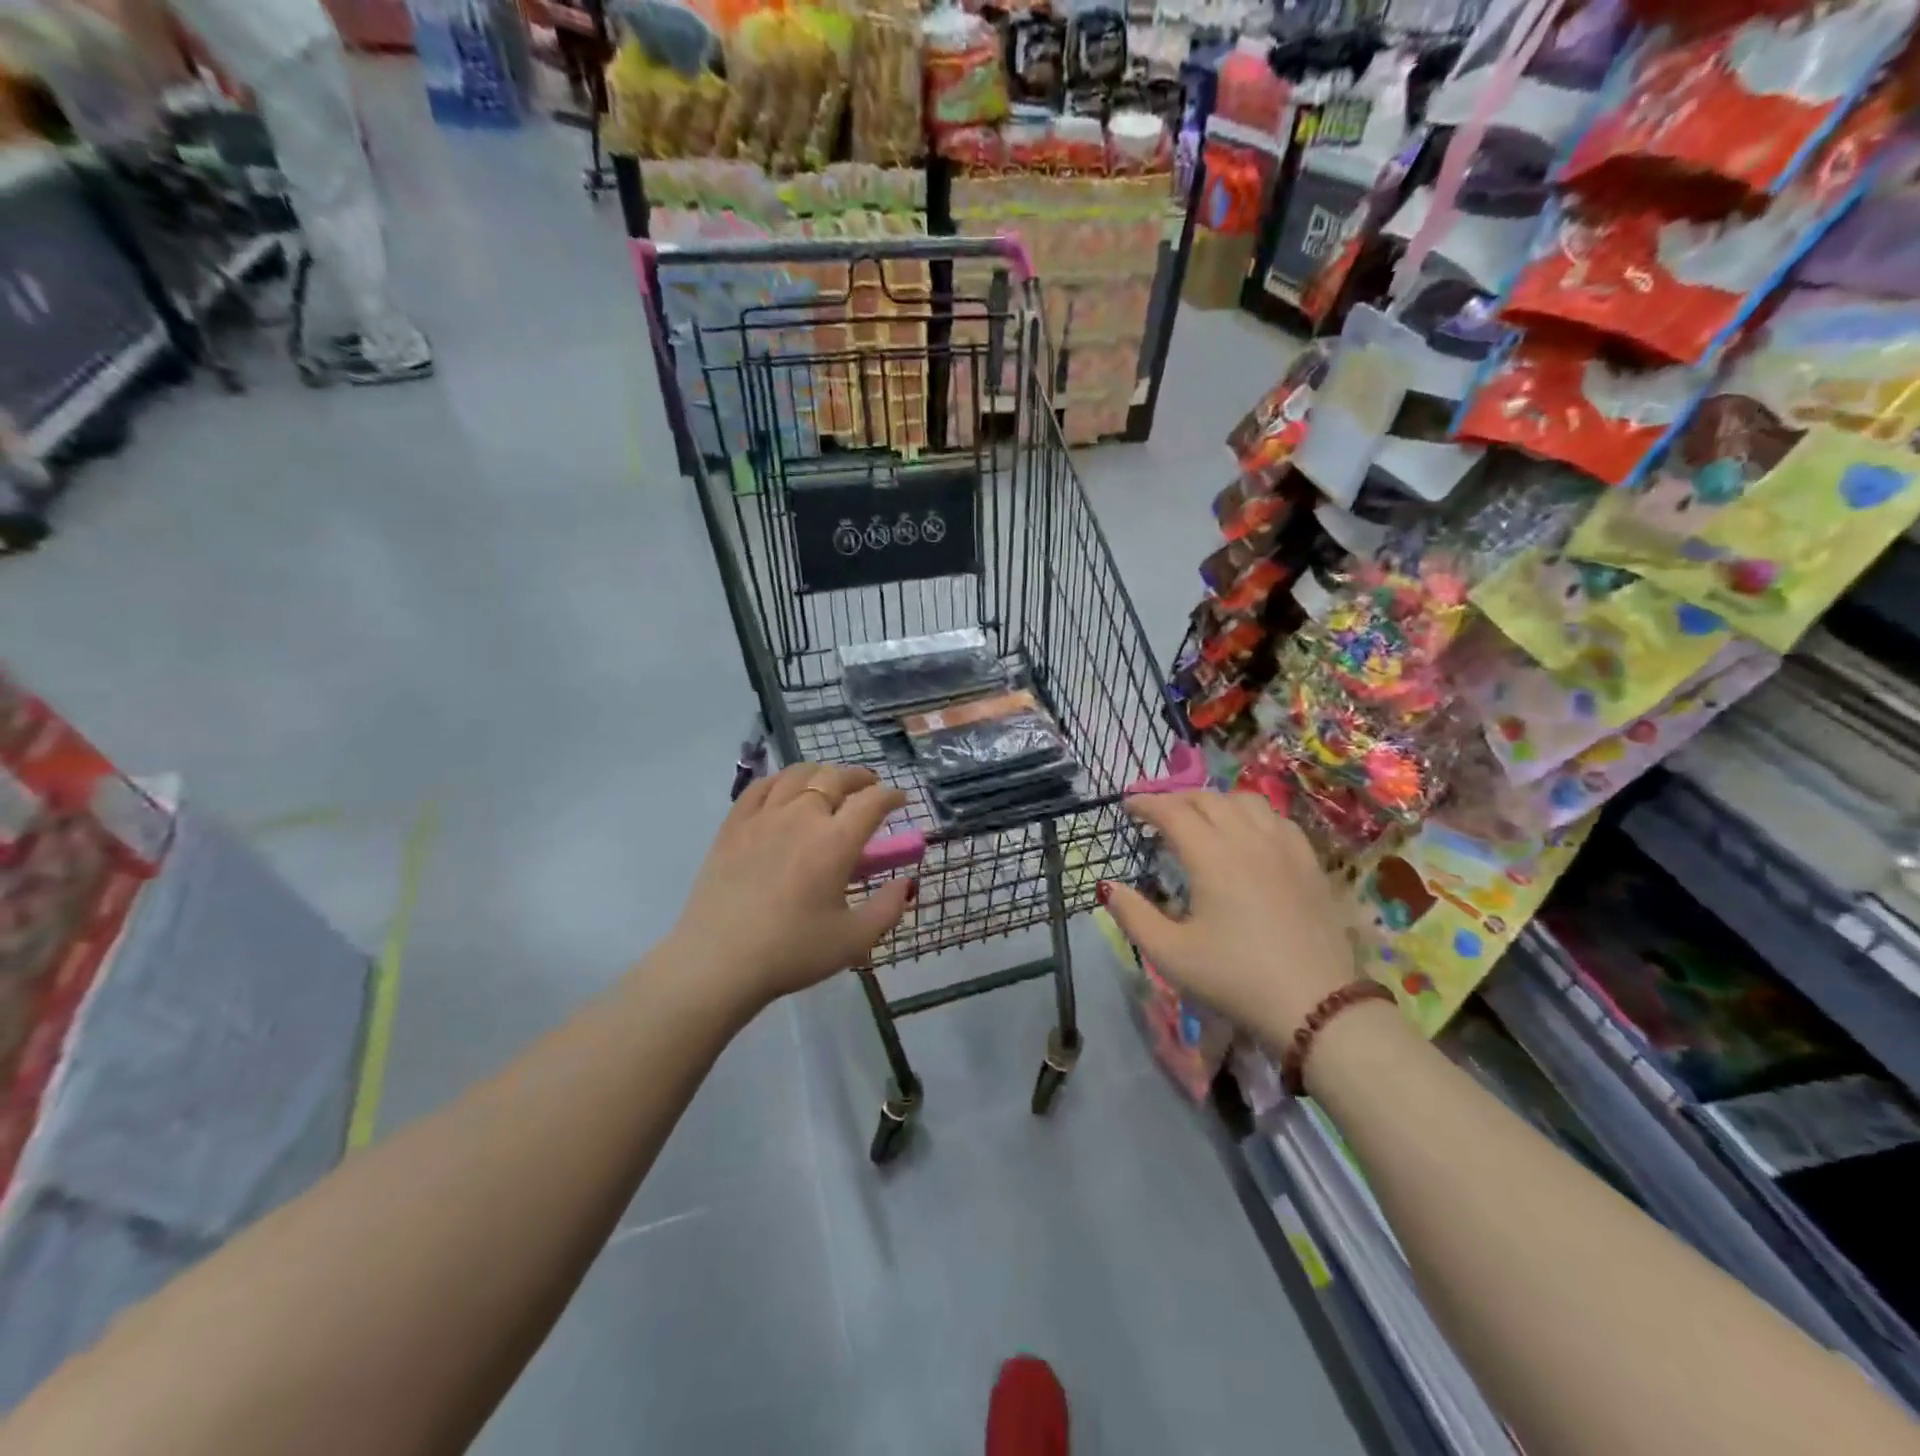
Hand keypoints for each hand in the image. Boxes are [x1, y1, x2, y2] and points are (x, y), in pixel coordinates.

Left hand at [670, 763, 914, 1007]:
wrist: (718, 961)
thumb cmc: (791, 952)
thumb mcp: (854, 940)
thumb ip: (888, 908)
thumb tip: (905, 882)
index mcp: (835, 842)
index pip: (872, 802)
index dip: (891, 796)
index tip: (900, 800)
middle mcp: (801, 817)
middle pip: (835, 778)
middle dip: (859, 777)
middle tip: (869, 786)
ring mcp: (763, 817)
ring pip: (797, 774)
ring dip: (821, 772)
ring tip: (829, 782)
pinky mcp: (733, 826)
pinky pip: (759, 787)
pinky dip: (780, 780)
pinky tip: (784, 789)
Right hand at [1101, 791, 1355, 1041]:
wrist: (1316, 1005)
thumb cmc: (1235, 978)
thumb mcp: (1170, 955)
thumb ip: (1133, 915)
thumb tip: (1108, 886)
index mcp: (1211, 856)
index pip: (1172, 811)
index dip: (1145, 804)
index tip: (1127, 806)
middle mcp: (1248, 839)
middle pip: (1207, 798)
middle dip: (1176, 799)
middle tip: (1157, 814)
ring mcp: (1284, 847)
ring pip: (1245, 801)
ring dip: (1215, 801)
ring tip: (1201, 818)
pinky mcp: (1309, 862)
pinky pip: (1276, 818)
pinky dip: (1251, 815)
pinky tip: (1248, 835)